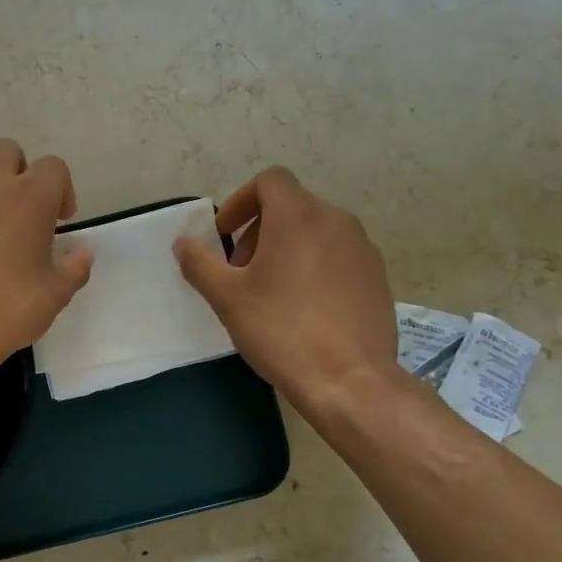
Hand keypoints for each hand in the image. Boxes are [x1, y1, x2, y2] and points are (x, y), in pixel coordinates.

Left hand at [0, 138, 92, 381]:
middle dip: (17, 173)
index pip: (55, 168)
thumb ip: (74, 268)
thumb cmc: (4, 313)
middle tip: (17, 209)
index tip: (58, 220)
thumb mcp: (54, 296)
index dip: (61, 191)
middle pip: (7, 151)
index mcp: (31, 197)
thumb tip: (81, 253)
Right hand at [174, 168, 401, 415]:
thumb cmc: (281, 330)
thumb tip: (183, 243)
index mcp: (298, 216)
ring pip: (316, 231)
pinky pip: (338, 256)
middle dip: (259, 230)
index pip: (270, 180)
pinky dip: (314, 266)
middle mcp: (336, 221)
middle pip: (291, 206)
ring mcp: (362, 249)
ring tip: (271, 291)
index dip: (241, 200)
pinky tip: (304, 308)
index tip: (225, 235)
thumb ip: (199, 263)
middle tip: (241, 271)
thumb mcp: (226, 297)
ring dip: (286, 248)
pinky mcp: (378, 277)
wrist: (350, 381)